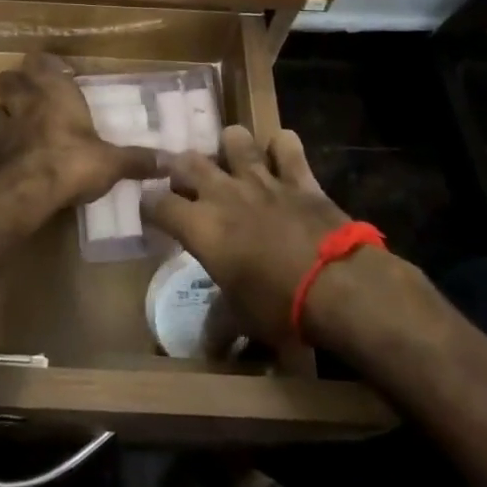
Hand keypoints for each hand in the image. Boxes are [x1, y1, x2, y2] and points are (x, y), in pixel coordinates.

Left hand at [0, 54, 157, 207]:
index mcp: (54, 91)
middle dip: (15, 86)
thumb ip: (137, 160)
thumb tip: (170, 162)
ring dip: (2, 117)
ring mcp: (1, 126)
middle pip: (7, 79)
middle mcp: (24, 100)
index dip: (44, 65)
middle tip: (30, 99)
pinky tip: (8, 161)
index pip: (40, 61)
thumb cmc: (73, 161)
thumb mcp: (112, 162)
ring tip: (16, 130)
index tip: (55, 73)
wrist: (27, 190)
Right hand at [142, 126, 360, 347]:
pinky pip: (286, 144)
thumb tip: (206, 347)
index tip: (152, 216)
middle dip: (181, 169)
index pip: (157, 204)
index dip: (150, 207)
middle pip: (187, 161)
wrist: (337, 285)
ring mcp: (261, 178)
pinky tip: (282, 157)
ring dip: (231, 146)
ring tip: (233, 160)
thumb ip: (218, 324)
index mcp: (201, 226)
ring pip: (235, 138)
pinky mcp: (298, 176)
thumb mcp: (241, 319)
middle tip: (188, 184)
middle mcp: (223, 193)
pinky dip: (283, 147)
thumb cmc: (279, 305)